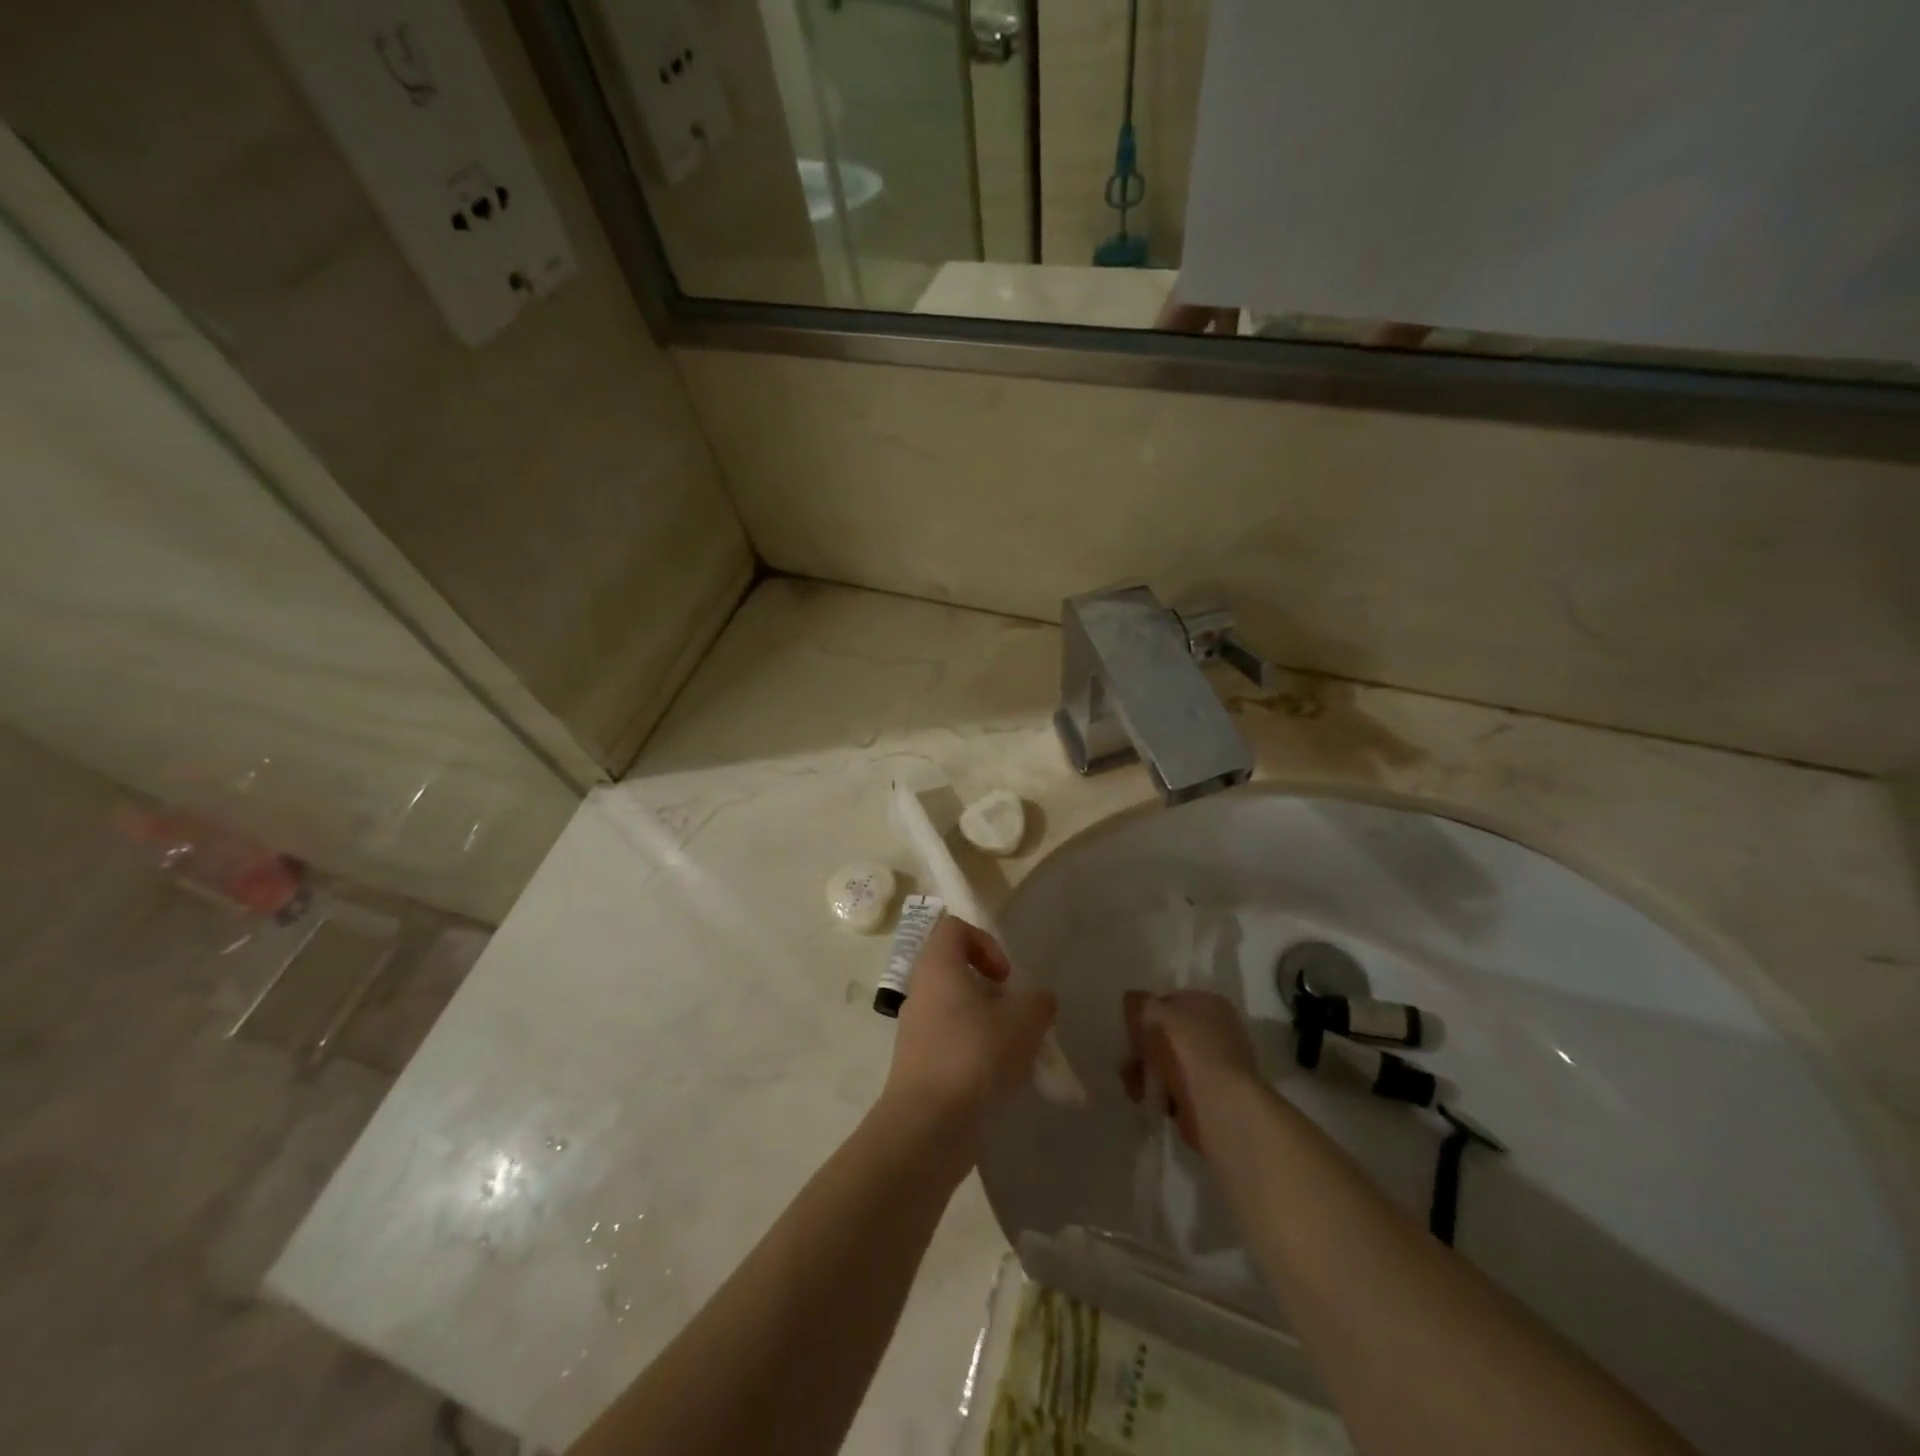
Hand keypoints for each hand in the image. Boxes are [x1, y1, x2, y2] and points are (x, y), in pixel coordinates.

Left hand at [880, 916, 1056, 1139]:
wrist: (927, 1127)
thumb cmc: (974, 1057)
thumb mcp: (1023, 1022)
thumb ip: (1038, 1002)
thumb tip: (1039, 999)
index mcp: (938, 967)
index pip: (954, 928)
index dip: (985, 941)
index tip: (1006, 976)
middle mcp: (922, 992)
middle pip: (959, 972)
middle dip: (996, 992)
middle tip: (1018, 1016)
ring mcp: (917, 1031)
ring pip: (959, 1012)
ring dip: (991, 1026)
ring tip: (1018, 1053)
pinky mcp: (920, 1066)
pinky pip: (953, 1045)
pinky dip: (979, 1055)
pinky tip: (1003, 1081)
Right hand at [1121, 990, 1261, 1152]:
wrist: (1219, 1106)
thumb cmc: (1183, 1049)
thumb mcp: (1149, 1012)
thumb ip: (1136, 1002)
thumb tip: (1133, 1001)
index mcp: (1209, 1002)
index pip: (1168, 1002)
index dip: (1145, 1016)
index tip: (1130, 1033)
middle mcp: (1219, 1029)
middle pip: (1168, 1034)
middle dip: (1143, 1049)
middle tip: (1129, 1063)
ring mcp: (1219, 1064)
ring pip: (1172, 1063)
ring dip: (1148, 1073)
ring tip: (1136, 1088)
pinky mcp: (1216, 1096)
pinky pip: (1181, 1088)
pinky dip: (1164, 1094)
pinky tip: (1153, 1101)